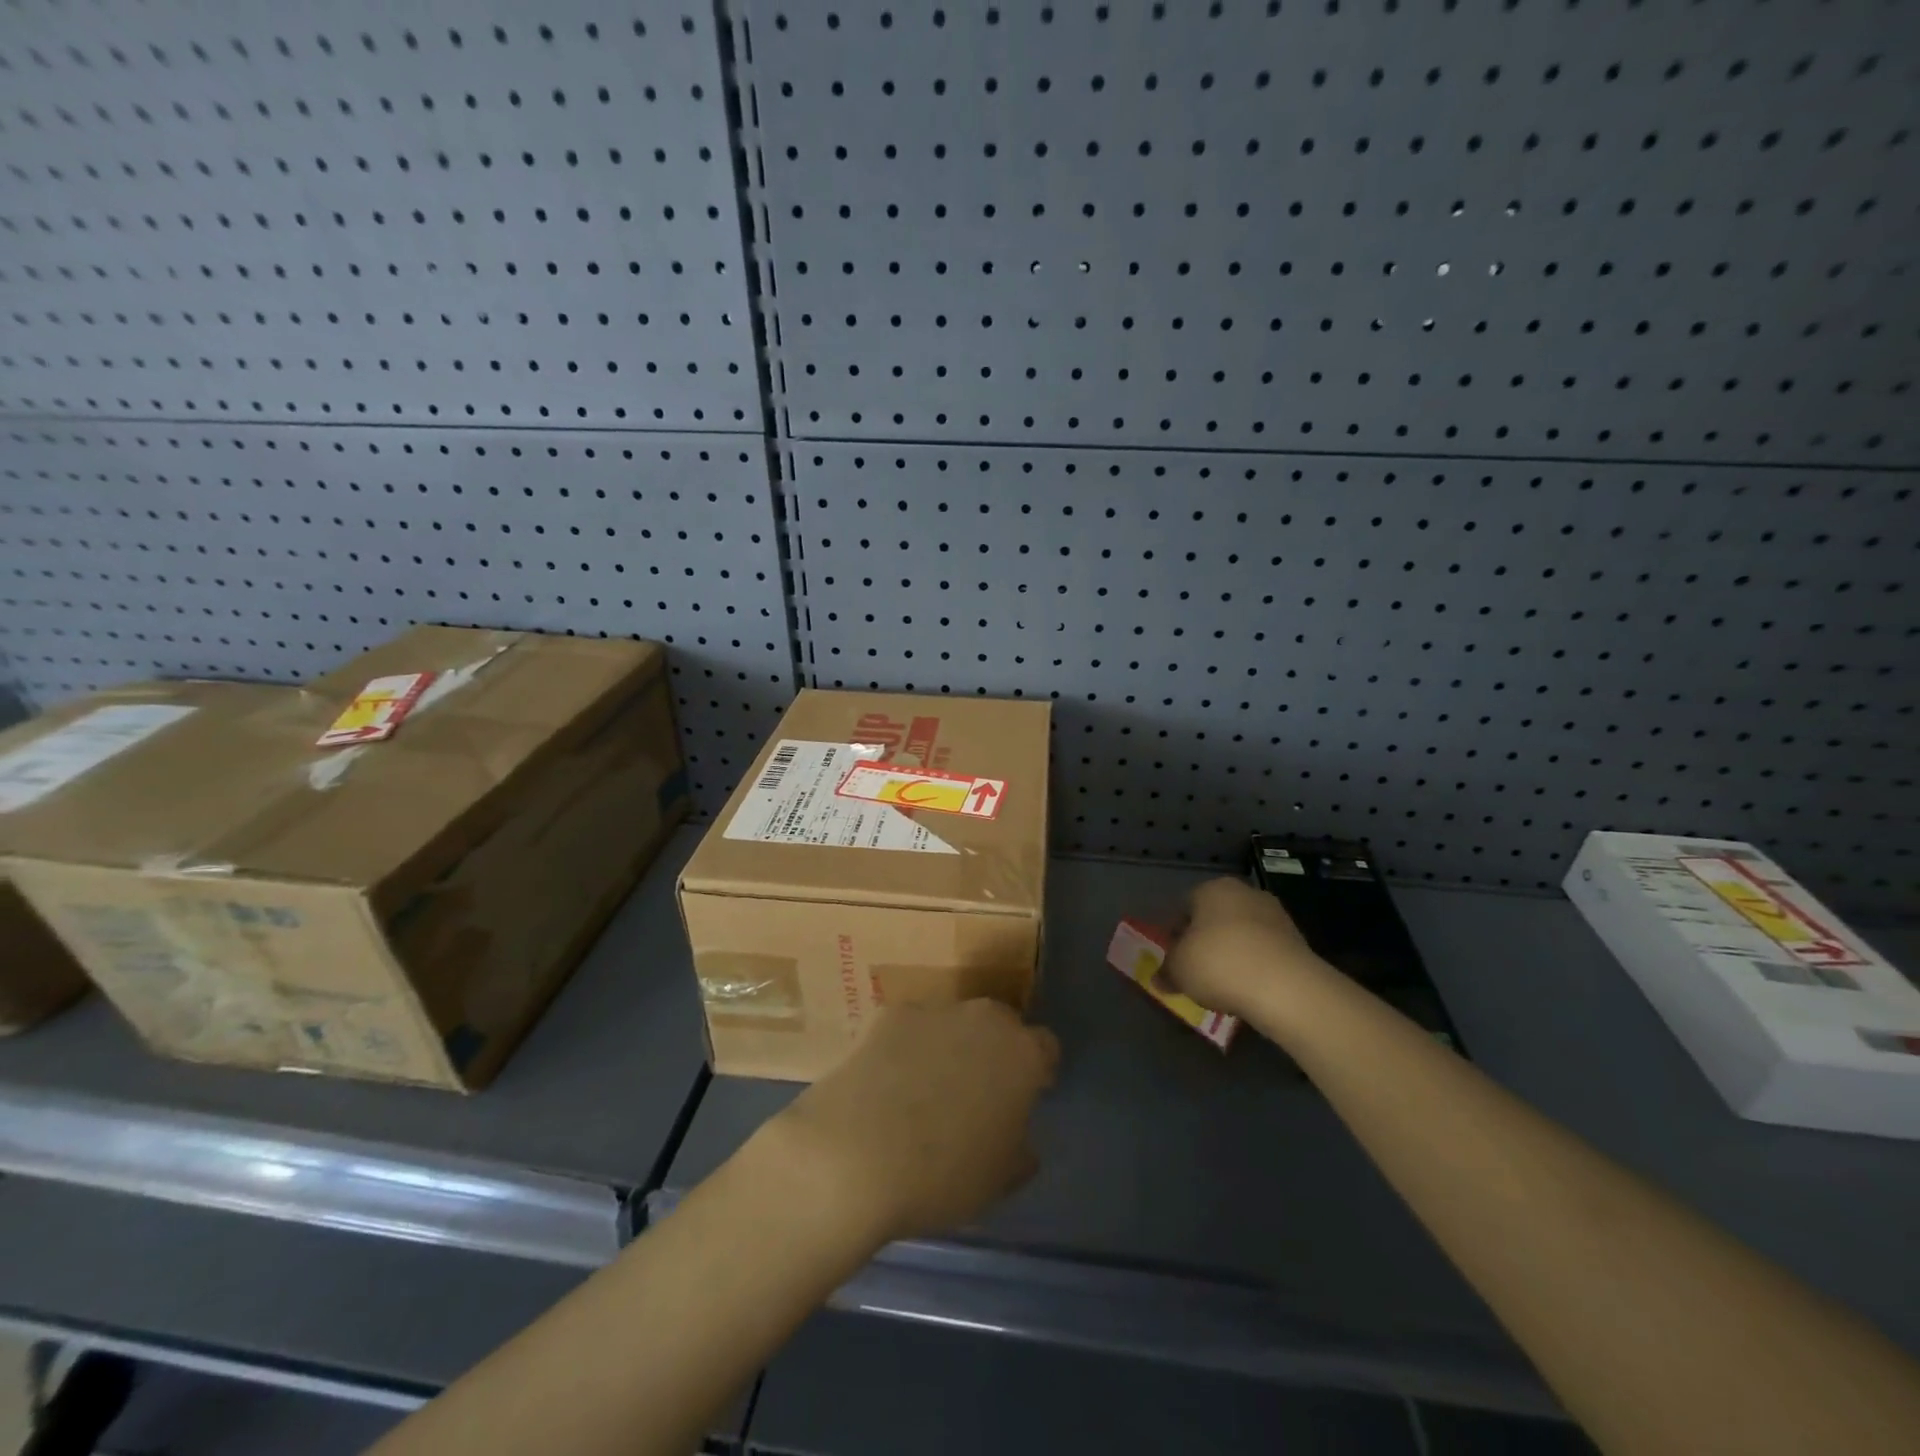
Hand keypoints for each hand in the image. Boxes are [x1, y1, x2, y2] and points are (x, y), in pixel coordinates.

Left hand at [753, 1000, 1058, 1247]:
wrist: (855, 1154)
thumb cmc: (942, 1176)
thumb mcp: (999, 1180)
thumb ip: (1019, 1150)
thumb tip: (1018, 1139)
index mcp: (1022, 1053)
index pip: (1046, 1048)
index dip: (1037, 1073)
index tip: (1023, 1099)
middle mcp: (983, 1018)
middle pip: (1000, 1025)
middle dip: (993, 1052)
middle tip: (975, 1094)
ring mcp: (933, 1009)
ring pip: (953, 1023)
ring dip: (948, 1046)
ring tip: (923, 1092)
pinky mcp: (888, 1014)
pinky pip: (909, 1028)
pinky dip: (905, 1048)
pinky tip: (887, 1083)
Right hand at [1162, 877, 1331, 1021]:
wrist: (1285, 987)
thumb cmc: (1219, 964)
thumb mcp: (1178, 969)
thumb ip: (1166, 971)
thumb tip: (1159, 978)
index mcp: (1212, 888)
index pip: (1184, 906)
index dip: (1175, 933)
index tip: (1173, 958)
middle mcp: (1245, 893)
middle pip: (1215, 918)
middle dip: (1205, 942)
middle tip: (1196, 971)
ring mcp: (1276, 915)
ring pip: (1242, 934)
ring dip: (1232, 955)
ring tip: (1223, 986)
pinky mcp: (1297, 941)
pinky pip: (1265, 952)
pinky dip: (1255, 967)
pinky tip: (1248, 990)